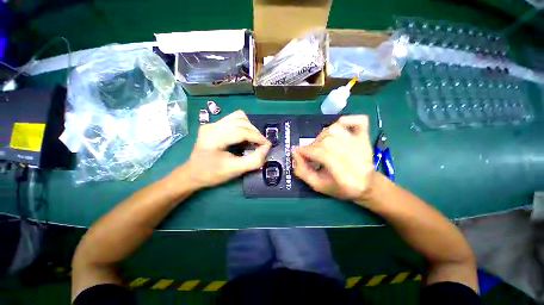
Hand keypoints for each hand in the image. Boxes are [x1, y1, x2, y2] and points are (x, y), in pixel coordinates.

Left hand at [183, 110, 270, 189]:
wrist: (192, 173)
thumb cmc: (213, 174)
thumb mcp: (235, 170)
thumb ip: (254, 160)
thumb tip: (266, 147)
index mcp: (214, 138)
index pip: (242, 131)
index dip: (258, 137)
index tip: (267, 145)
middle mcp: (212, 126)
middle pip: (241, 121)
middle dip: (255, 132)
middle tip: (261, 144)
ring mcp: (211, 123)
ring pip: (238, 116)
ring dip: (250, 126)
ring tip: (253, 138)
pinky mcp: (213, 124)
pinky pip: (233, 118)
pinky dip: (243, 125)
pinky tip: (244, 135)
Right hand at [293, 115, 374, 200]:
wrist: (366, 185)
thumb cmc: (340, 188)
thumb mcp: (318, 186)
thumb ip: (302, 171)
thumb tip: (295, 153)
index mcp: (345, 176)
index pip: (322, 154)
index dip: (306, 151)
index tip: (298, 152)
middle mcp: (356, 158)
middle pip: (327, 140)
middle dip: (313, 145)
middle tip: (310, 153)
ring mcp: (362, 145)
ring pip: (336, 129)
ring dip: (323, 135)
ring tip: (321, 144)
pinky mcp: (366, 137)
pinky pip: (358, 121)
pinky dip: (347, 120)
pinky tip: (339, 127)